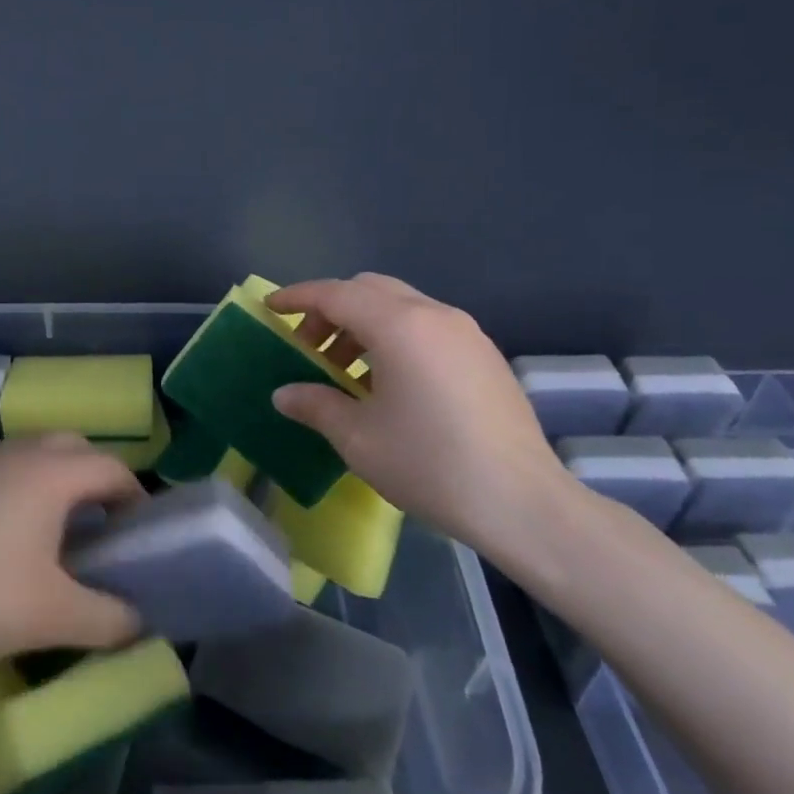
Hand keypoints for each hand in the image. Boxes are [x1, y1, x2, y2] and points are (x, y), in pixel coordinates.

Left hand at [0, 435, 145, 672]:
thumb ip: (111, 619)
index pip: (112, 467)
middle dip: (99, 478)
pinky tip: (18, 536)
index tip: (141, 535)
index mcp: (52, 473)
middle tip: (106, 525)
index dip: (136, 497)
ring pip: (39, 452)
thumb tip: (139, 621)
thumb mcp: (57, 617)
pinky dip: (30, 485)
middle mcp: (20, 455)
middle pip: (76, 447)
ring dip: (62, 478)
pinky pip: (9, 468)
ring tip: (66, 530)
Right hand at [267, 273, 571, 555]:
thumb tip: (284, 394)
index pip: (336, 294)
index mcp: (399, 326)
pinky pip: (426, 326)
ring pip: (400, 305)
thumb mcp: (358, 438)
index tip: (271, 309)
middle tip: (309, 348)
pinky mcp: (484, 354)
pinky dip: (395, 336)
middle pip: (369, 290)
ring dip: (363, 324)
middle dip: (331, 310)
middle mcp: (434, 315)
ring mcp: (465, 332)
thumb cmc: (430, 464)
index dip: (298, 298)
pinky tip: (388, 383)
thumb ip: (315, 405)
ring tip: (346, 371)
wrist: (523, 503)